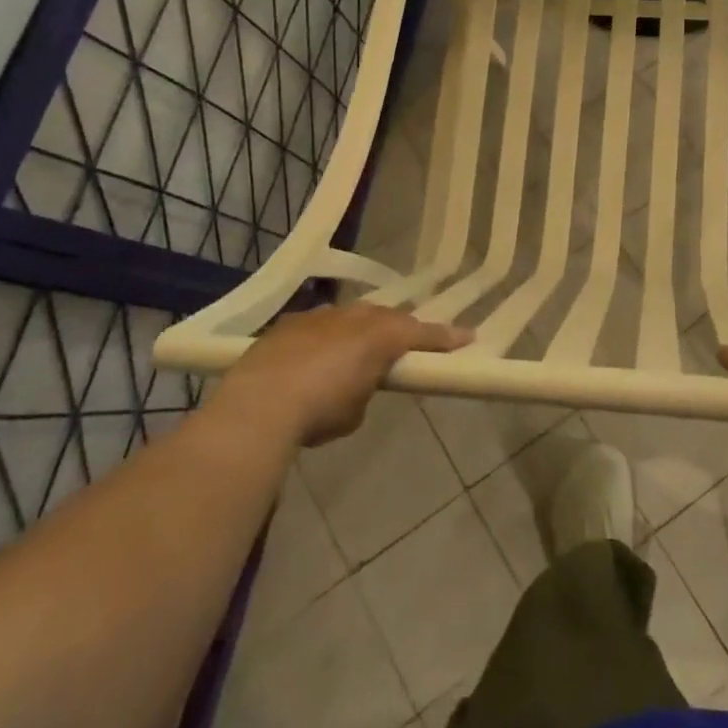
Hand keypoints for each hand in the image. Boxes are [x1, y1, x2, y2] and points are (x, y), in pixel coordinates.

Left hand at [224, 304, 469, 444]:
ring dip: (358, 331)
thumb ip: (365, 389)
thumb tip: (356, 384)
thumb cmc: (320, 411)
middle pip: (386, 318)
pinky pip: (318, 326)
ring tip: (355, 352)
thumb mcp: (354, 412)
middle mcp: (354, 316)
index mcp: (380, 336)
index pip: (421, 333)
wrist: (259, 403)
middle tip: (404, 345)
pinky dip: (324, 338)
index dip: (445, 337)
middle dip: (397, 330)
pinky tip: (313, 357)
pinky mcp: (288, 324)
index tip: (468, 338)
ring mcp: (319, 316)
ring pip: (350, 317)